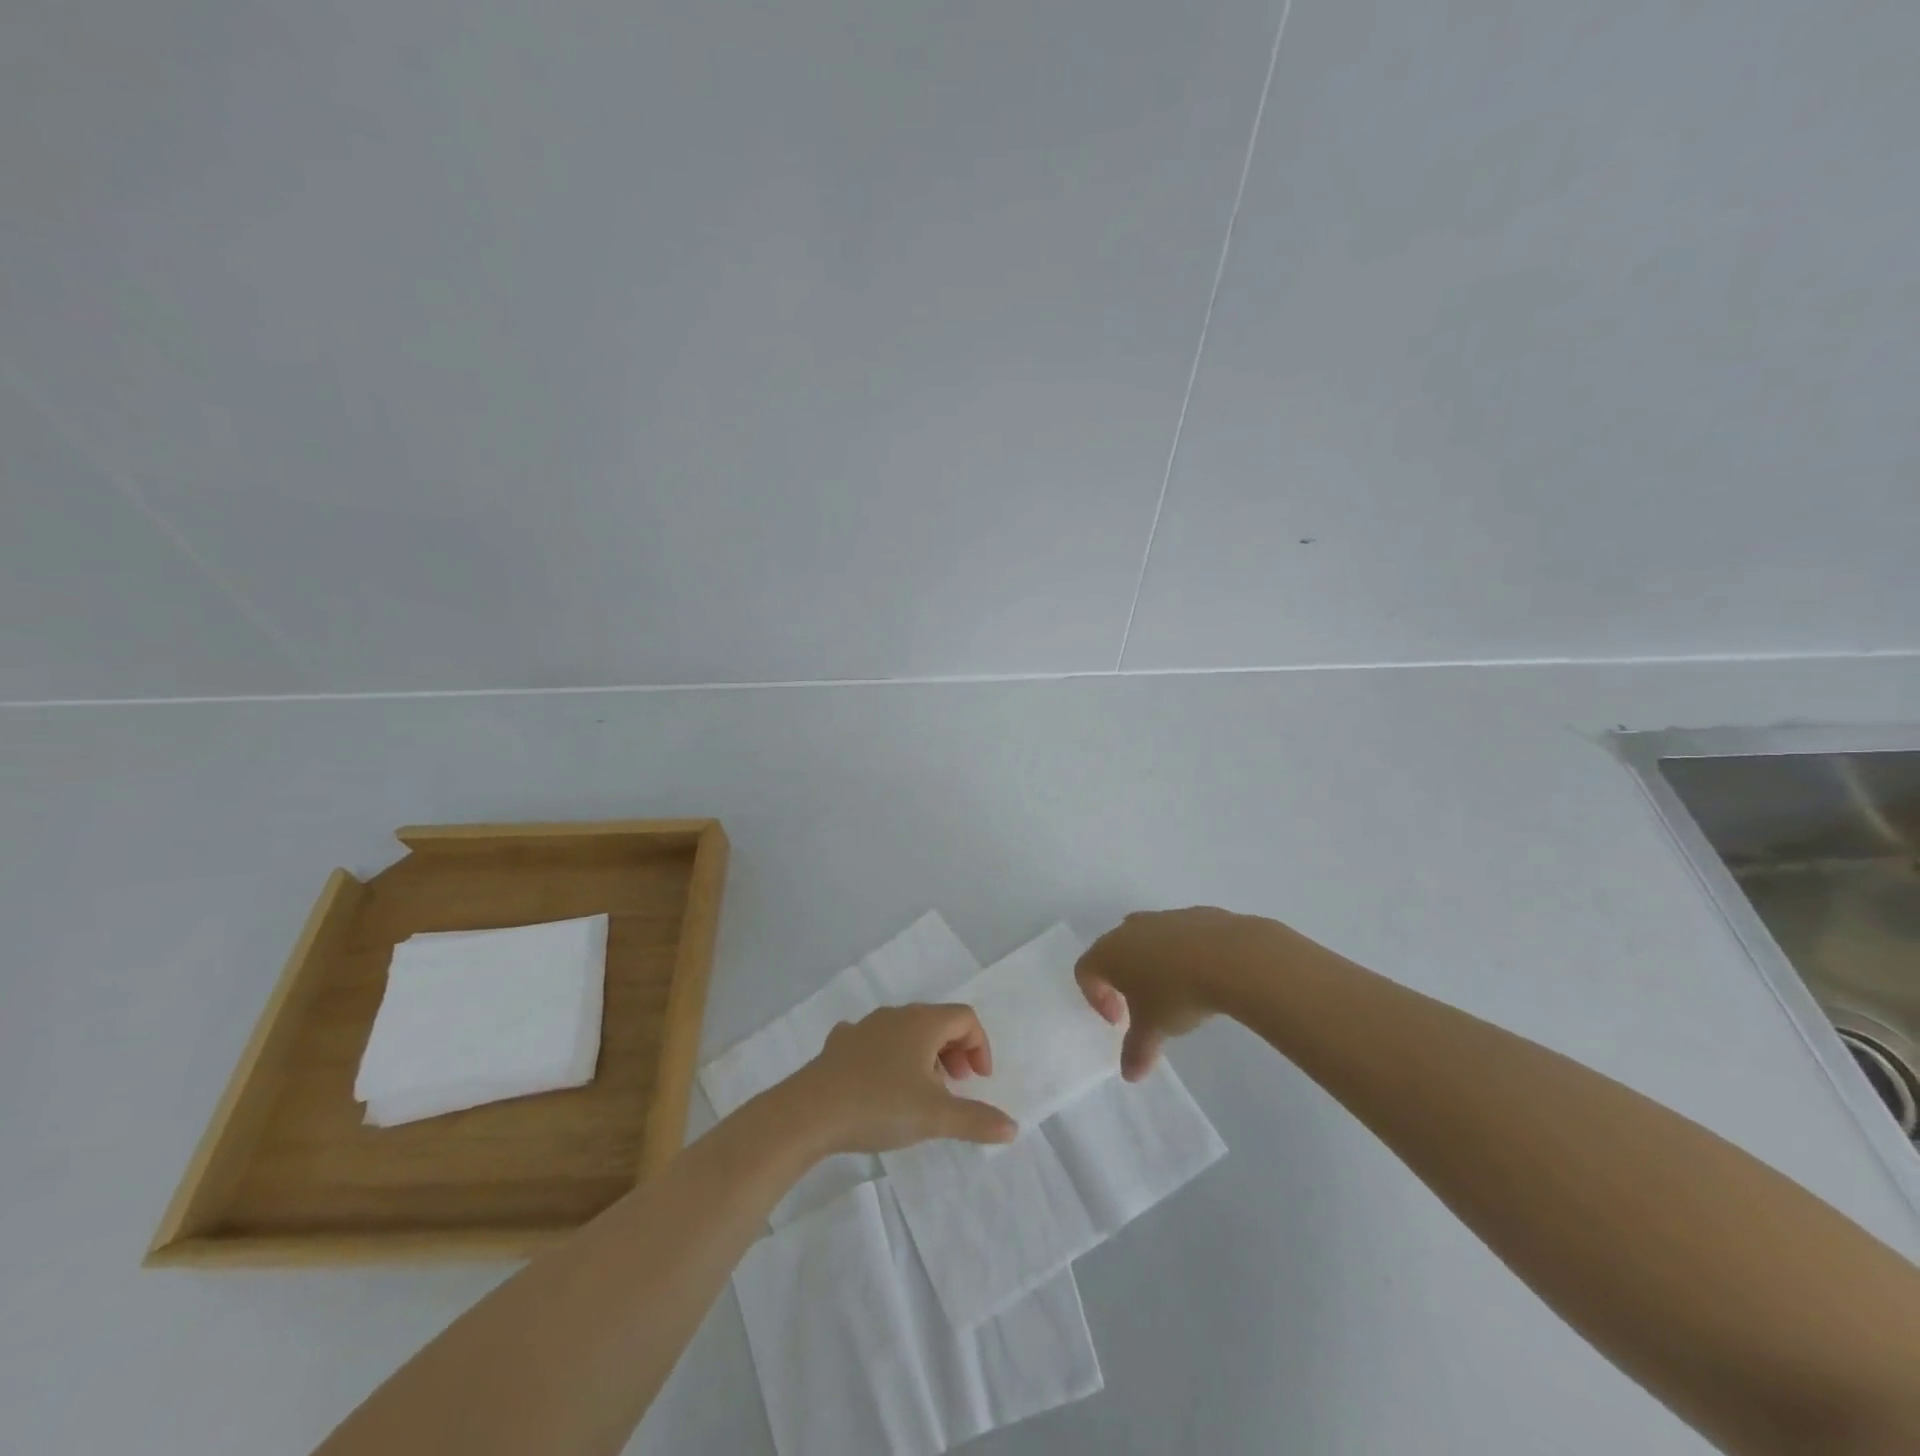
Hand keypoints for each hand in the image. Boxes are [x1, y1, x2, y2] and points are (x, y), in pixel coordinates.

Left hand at [789, 1003, 1019, 1153]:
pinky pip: (875, 1042)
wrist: (809, 1112)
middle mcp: (895, 1015)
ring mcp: (864, 1027)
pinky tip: (881, 1084)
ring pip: (906, 1032)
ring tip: (922, 1091)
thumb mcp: (935, 1117)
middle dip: (954, 1051)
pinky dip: (889, 1058)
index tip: (978, 1081)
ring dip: (923, 1056)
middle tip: (956, 1086)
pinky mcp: (840, 1045)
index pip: (965, 1018)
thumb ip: (976, 1120)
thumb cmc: (880, 1105)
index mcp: (922, 1023)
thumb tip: (1012, 1127)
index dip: (980, 1046)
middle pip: (937, 1021)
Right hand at [1076, 907, 1294, 1079]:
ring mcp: (1163, 917)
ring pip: (1146, 939)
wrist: (1230, 957)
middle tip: (1141, 1004)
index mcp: (1109, 952)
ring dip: (1153, 963)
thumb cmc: (1177, 994)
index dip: (1095, 997)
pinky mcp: (1194, 914)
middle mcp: (1130, 929)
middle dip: (1122, 977)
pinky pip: (1178, 935)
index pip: (1085, 970)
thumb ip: (1137, 1051)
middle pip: (1113, 950)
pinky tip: (1203, 974)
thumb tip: (1130, 1075)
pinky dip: (1182, 953)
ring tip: (1176, 991)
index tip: (1119, 1020)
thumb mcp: (1154, 1029)